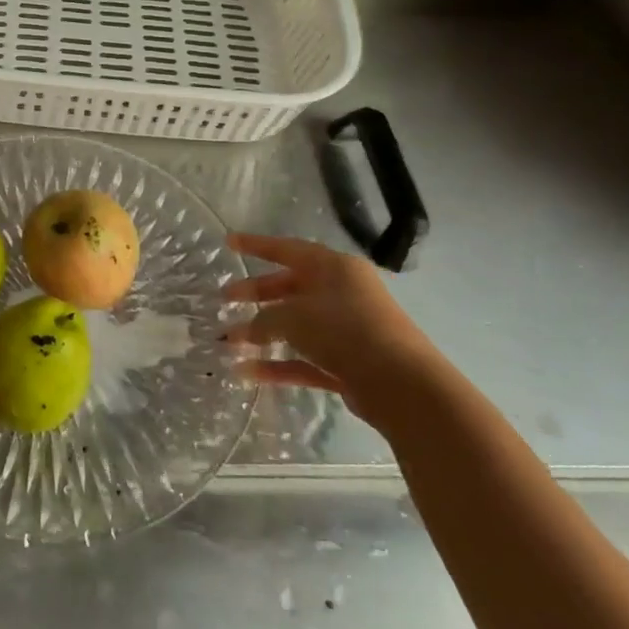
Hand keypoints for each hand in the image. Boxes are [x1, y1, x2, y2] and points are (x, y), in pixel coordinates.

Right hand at [224, 232, 438, 424]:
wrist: (402, 385)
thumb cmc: (345, 330)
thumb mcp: (294, 317)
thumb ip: (263, 320)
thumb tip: (244, 331)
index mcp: (334, 268)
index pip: (287, 249)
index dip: (256, 245)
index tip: (228, 243)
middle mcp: (342, 293)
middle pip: (291, 287)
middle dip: (256, 293)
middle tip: (225, 298)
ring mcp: (347, 330)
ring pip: (296, 326)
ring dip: (262, 333)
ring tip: (228, 341)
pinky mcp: (349, 364)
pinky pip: (305, 358)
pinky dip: (278, 364)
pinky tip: (247, 372)